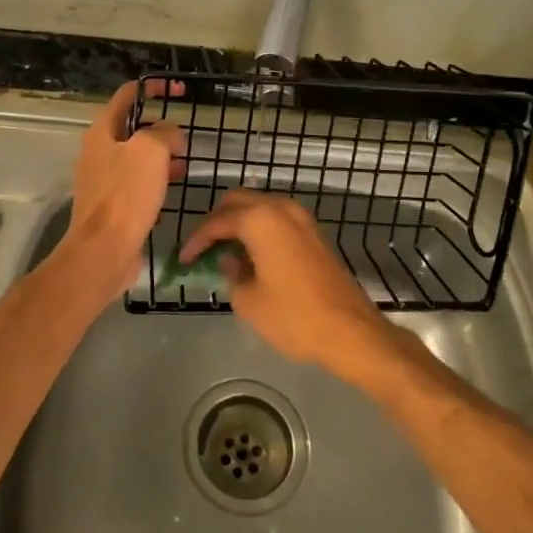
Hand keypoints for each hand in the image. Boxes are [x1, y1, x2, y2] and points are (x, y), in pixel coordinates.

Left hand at [66, 81, 185, 298]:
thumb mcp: (151, 150)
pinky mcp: (114, 203)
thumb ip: (164, 132)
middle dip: (160, 127)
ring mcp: (104, 178)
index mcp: (103, 131)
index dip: (153, 88)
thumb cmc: (126, 195)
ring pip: (137, 156)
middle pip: (133, 126)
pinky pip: (137, 181)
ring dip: (162, 154)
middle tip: (185, 137)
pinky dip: (157, 178)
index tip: (179, 91)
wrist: (104, 250)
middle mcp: (99, 151)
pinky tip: (174, 188)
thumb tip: (170, 134)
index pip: (127, 95)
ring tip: (186, 162)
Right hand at [179, 190, 393, 378]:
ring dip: (240, 223)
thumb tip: (230, 261)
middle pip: (238, 202)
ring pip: (260, 207)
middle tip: (203, 249)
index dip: (196, 240)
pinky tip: (252, 256)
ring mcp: (301, 218)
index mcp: (260, 219)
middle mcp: (280, 208)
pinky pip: (277, 219)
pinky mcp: (314, 233)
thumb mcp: (248, 301)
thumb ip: (231, 274)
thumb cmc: (293, 316)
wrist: (350, 330)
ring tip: (224, 253)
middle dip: (217, 222)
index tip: (182, 260)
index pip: (217, 221)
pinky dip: (260, 230)